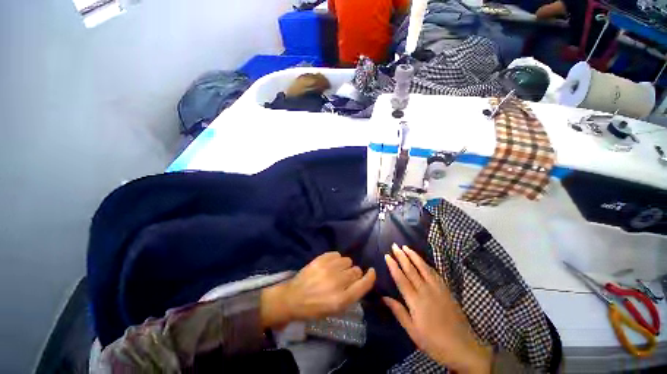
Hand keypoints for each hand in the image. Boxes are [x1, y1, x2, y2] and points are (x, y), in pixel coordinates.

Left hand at [261, 252, 375, 327]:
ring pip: (348, 260)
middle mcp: (337, 282)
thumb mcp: (335, 310)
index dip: (370, 277)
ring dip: (345, 266)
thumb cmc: (315, 308)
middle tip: (345, 278)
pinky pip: (337, 254)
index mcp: (342, 299)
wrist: (293, 297)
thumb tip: (360, 281)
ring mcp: (328, 269)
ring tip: (336, 271)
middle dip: (354, 274)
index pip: (364, 284)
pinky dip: (336, 259)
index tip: (371, 271)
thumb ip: (351, 296)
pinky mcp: (321, 259)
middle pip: (356, 270)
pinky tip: (330, 265)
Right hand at [384, 244, 492, 373]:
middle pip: (411, 269)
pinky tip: (423, 260)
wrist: (463, 347)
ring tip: (406, 247)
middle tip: (394, 245)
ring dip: (414, 256)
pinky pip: (435, 273)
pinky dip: (426, 264)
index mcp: (415, 301)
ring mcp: (437, 289)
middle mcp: (425, 291)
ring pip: (423, 268)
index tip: (387, 255)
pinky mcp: (446, 290)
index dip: (393, 266)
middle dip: (401, 256)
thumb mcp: (413, 332)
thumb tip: (384, 297)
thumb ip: (399, 312)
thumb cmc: (434, 342)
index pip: (401, 279)